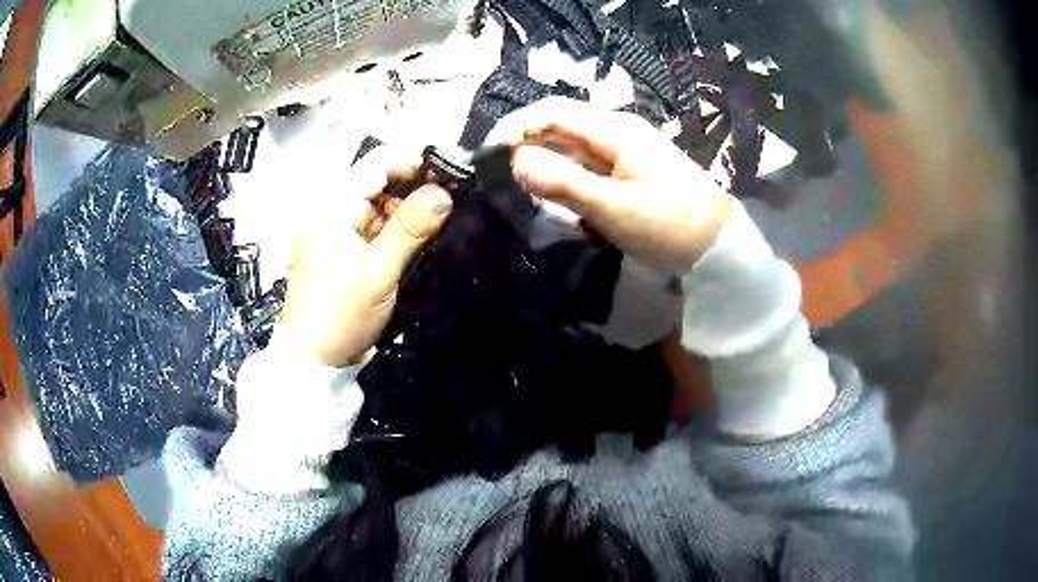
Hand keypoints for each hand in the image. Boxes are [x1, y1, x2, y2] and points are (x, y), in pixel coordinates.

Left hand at [275, 149, 452, 366]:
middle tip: (449, 202)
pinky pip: (372, 229)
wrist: (313, 360)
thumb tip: (443, 193)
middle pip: (377, 183)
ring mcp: (335, 232)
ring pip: (378, 207)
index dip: (412, 162)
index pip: (376, 163)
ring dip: (405, 212)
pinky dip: (394, 231)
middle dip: (413, 189)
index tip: (447, 173)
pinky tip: (416, 240)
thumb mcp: (379, 270)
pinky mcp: (341, 252)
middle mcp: (331, 212)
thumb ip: (411, 228)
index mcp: (332, 207)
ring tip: (437, 223)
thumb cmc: (339, 315)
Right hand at [487, 97, 731, 271]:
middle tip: (494, 178)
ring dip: (542, 164)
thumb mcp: (615, 207)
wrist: (721, 245)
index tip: (486, 155)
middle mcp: (616, 131)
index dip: (515, 127)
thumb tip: (514, 161)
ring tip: (515, 189)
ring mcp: (623, 152)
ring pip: (571, 147)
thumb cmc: (672, 225)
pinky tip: (551, 197)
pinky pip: (586, 166)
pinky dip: (564, 178)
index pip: (551, 111)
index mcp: (614, 129)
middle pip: (559, 126)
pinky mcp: (628, 172)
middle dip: (524, 146)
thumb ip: (564, 182)